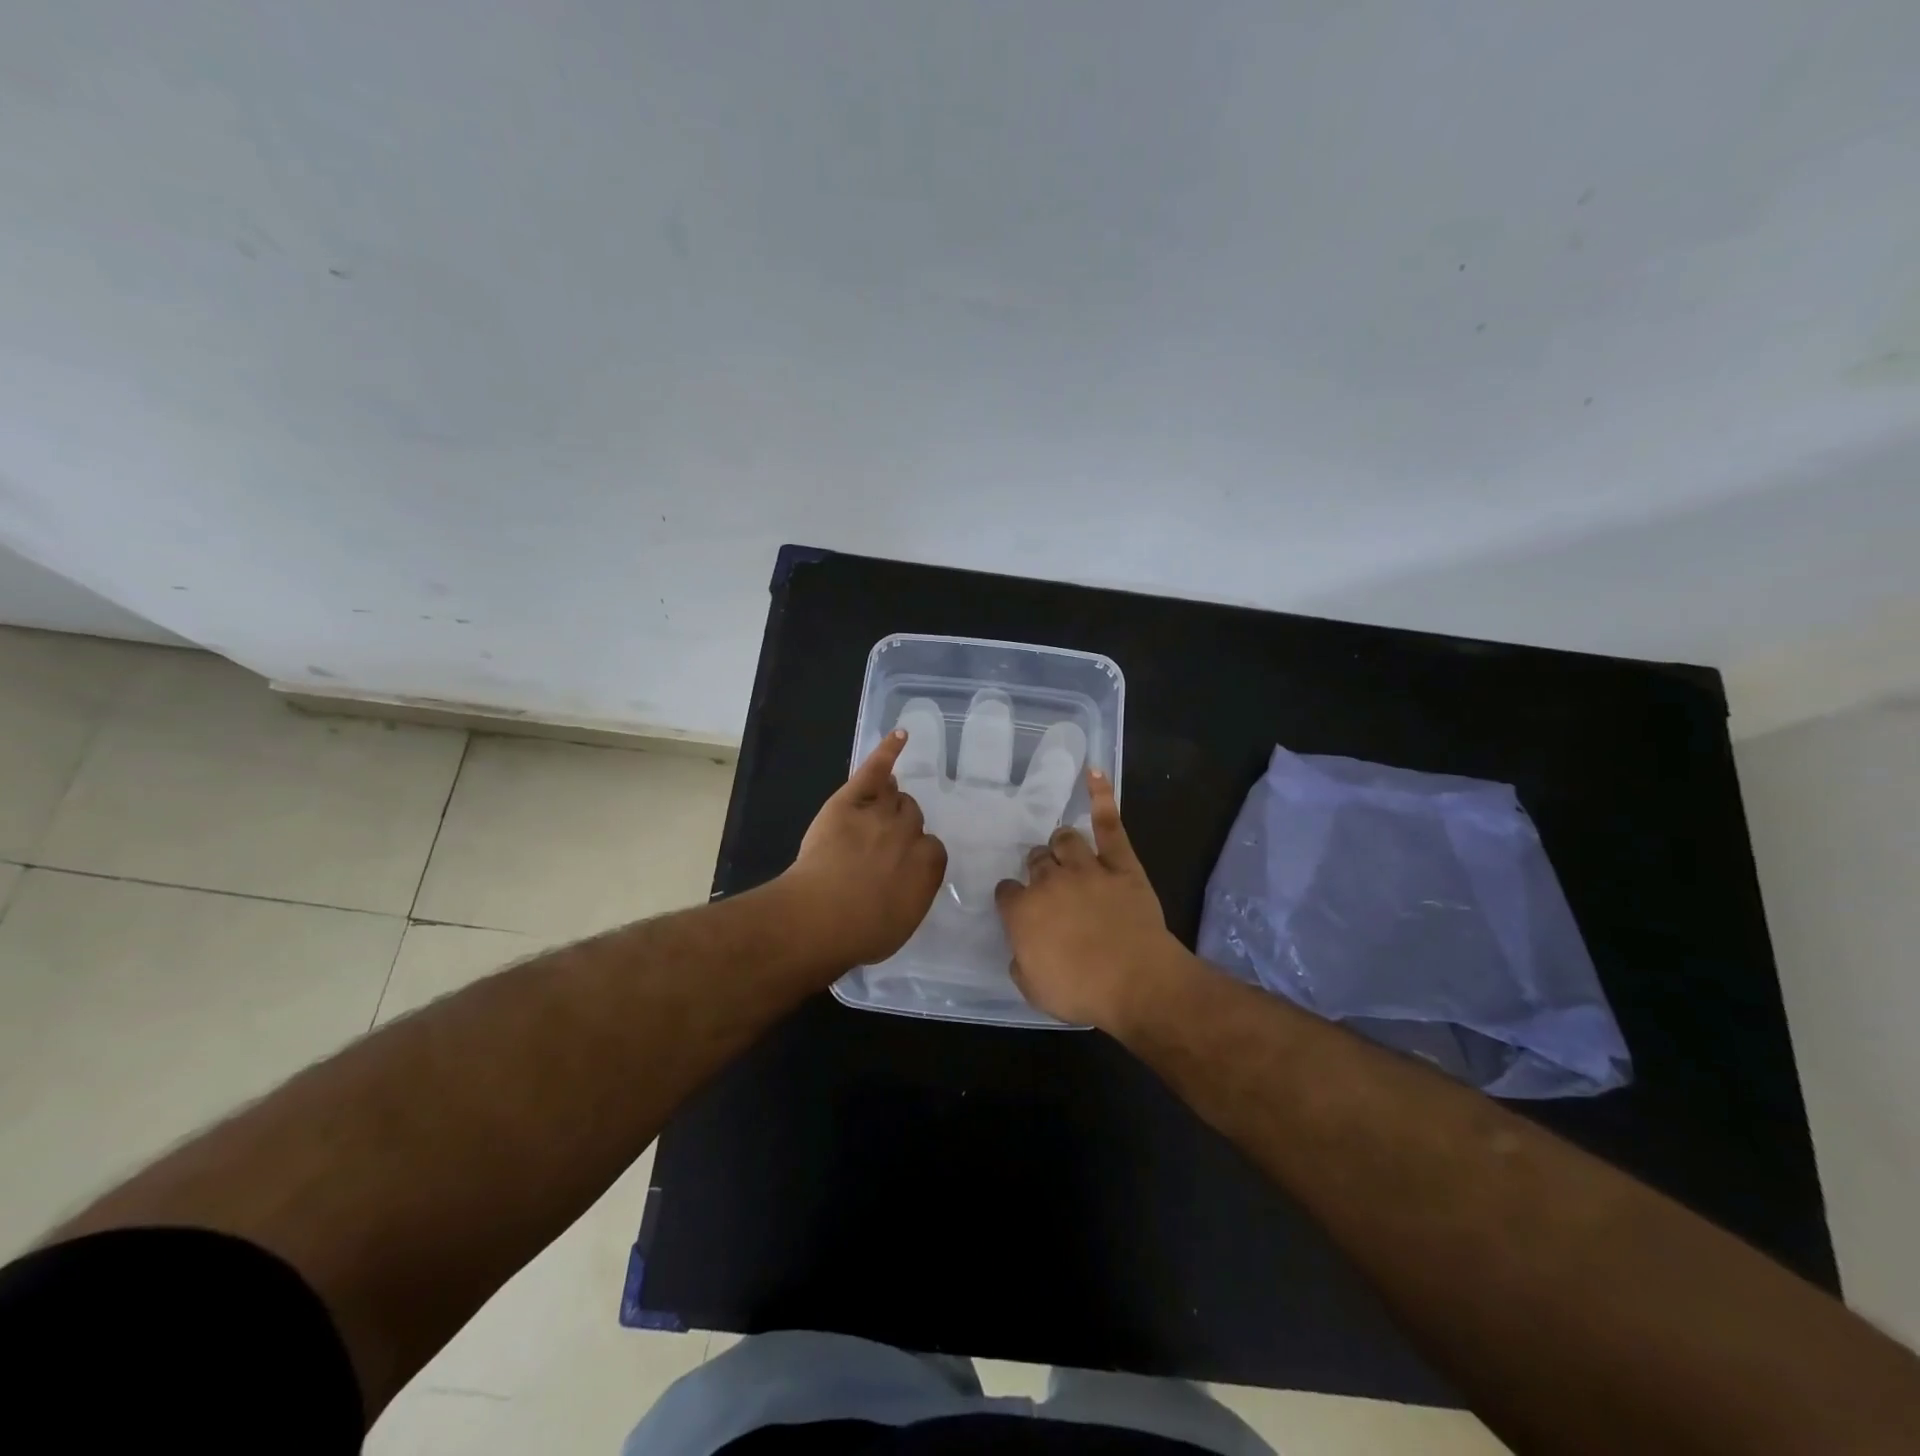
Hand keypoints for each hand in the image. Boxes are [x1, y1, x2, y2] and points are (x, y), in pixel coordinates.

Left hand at [782, 730, 948, 968]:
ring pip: (895, 796)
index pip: (932, 849)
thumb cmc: (860, 933)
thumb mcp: (900, 924)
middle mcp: (910, 834)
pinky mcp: (851, 800)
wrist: (820, 917)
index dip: (915, 855)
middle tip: (881, 844)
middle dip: (901, 827)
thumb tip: (908, 885)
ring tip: (883, 803)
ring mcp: (880, 813)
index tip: (900, 867)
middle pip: (912, 817)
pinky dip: (887, 751)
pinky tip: (899, 735)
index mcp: (928, 866)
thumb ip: (912, 896)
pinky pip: (875, 770)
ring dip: (891, 799)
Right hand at [993, 770, 1187, 1029]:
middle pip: (1036, 861)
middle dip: (1037, 868)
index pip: (1007, 892)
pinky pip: (1109, 824)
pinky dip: (1101, 796)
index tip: (1017, 907)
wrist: (1136, 982)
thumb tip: (1021, 949)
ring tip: (1064, 847)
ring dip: (1061, 843)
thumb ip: (1021, 961)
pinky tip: (1094, 772)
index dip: (1012, 899)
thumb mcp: (1034, 989)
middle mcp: (1049, 881)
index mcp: (1023, 910)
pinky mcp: (1121, 864)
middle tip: (1046, 881)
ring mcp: (1086, 868)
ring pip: (1065, 839)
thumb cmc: (1081, 991)